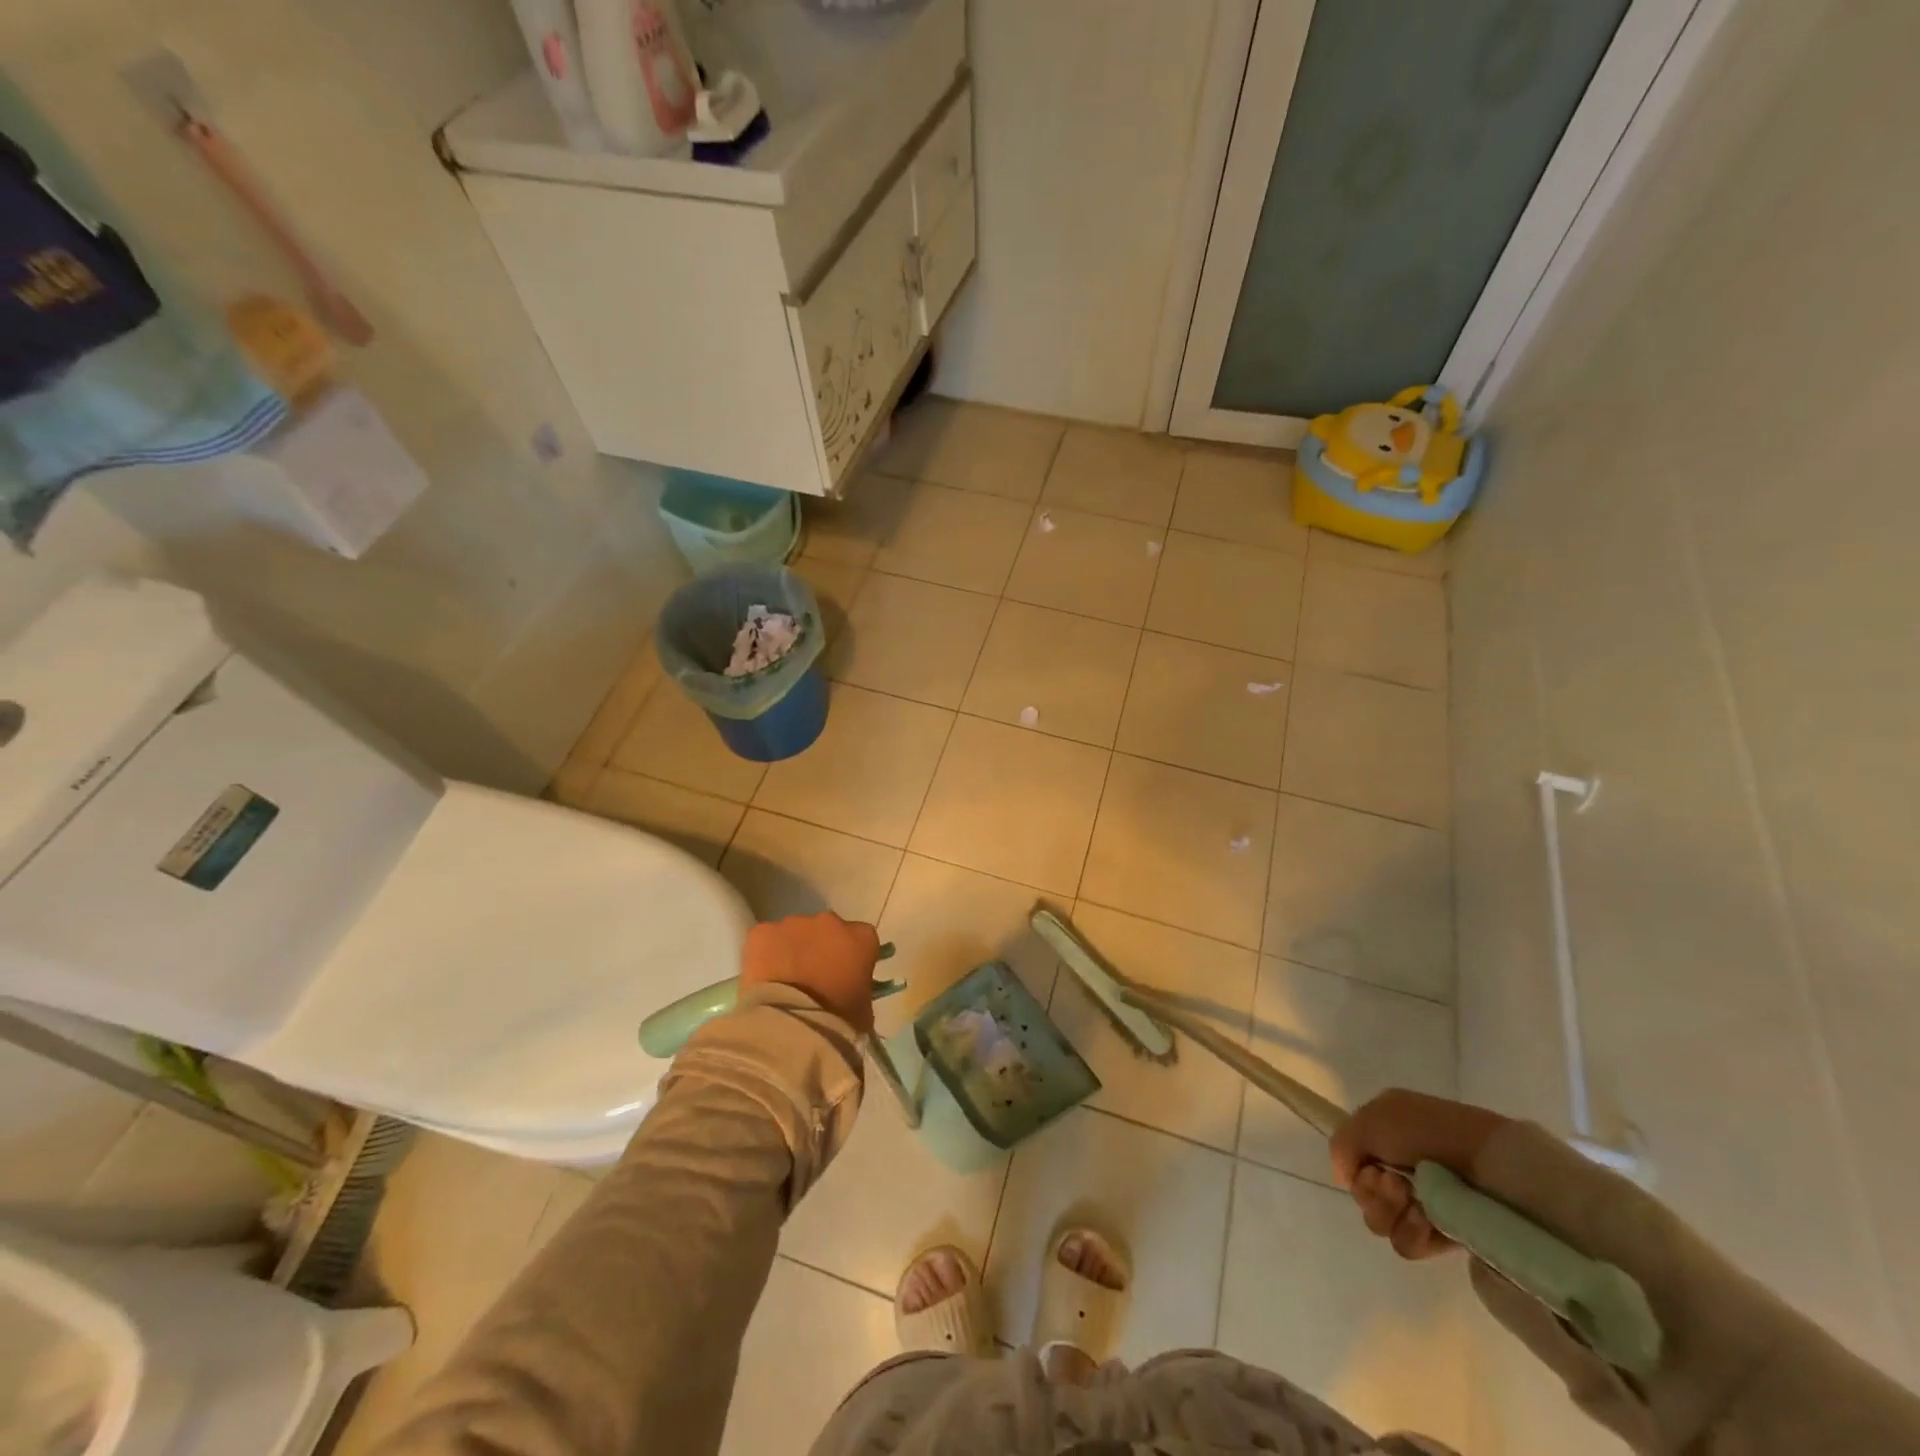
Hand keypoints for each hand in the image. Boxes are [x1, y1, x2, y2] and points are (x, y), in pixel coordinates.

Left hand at [738, 912, 881, 1033]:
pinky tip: (763, 979)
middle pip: (826, 929)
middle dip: (819, 948)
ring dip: (791, 950)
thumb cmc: (837, 1023)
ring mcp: (794, 924)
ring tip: (784, 982)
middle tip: (811, 979)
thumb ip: (857, 985)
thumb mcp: (863, 1006)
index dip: (849, 956)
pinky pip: (764, 939)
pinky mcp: (762, 932)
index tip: (843, 975)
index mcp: (861, 938)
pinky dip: (764, 955)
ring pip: (793, 933)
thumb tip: (846, 987)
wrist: (792, 1029)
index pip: (860, 939)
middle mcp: (829, 922)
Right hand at [1329, 1089, 1509, 1259]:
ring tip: (1416, 1204)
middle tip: (1396, 1185)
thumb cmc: (1428, 1133)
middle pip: (1363, 1195)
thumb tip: (1344, 1177)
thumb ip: (1342, 1144)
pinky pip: (1408, 1244)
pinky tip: (1427, 1222)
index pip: (1353, 1162)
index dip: (1356, 1168)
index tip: (1371, 1167)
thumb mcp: (1371, 1120)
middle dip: (1373, 1193)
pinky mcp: (1445, 1234)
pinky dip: (1412, 1233)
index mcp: (1386, 1134)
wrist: (1491, 1165)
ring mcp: (1424, 1202)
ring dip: (1391, 1213)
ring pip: (1381, 1222)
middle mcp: (1401, 1168)